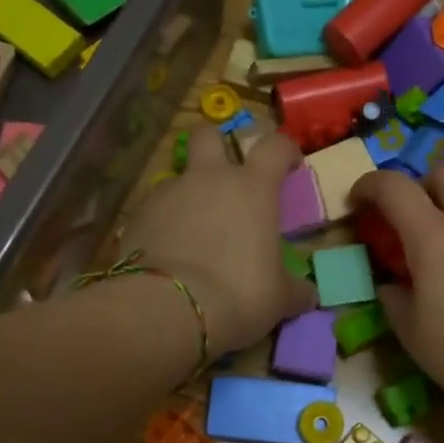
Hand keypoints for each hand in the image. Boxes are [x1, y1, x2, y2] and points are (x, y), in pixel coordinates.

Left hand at [123, 127, 315, 353]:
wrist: (166, 308)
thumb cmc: (238, 293)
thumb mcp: (279, 298)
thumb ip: (295, 289)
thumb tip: (307, 293)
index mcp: (252, 187)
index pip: (275, 146)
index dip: (286, 150)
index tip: (290, 164)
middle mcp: (208, 178)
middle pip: (209, 133)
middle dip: (217, 144)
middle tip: (225, 173)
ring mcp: (168, 192)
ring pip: (179, 175)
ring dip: (188, 194)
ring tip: (194, 232)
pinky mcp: (136, 215)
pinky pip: (155, 208)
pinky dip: (163, 223)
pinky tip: (167, 253)